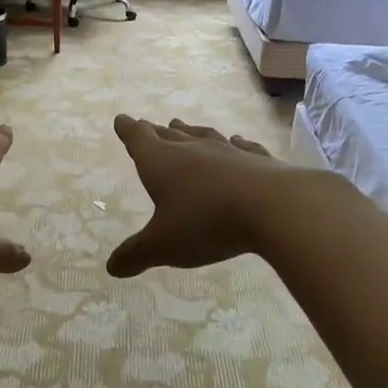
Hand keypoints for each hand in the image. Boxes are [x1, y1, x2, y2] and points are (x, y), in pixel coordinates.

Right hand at [106, 115, 300, 276]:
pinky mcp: (259, 161)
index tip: (122, 119)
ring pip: (203, 136)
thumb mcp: (163, 245)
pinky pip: (242, 147)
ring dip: (190, 132)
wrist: (275, 207)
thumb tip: (112, 267)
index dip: (128, 130)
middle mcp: (192, 150)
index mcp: (162, 163)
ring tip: (181, 125)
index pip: (139, 139)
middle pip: (169, 135)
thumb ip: (136, 254)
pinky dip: (235, 143)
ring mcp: (228, 152)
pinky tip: (237, 140)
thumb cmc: (206, 222)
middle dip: (156, 132)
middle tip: (148, 125)